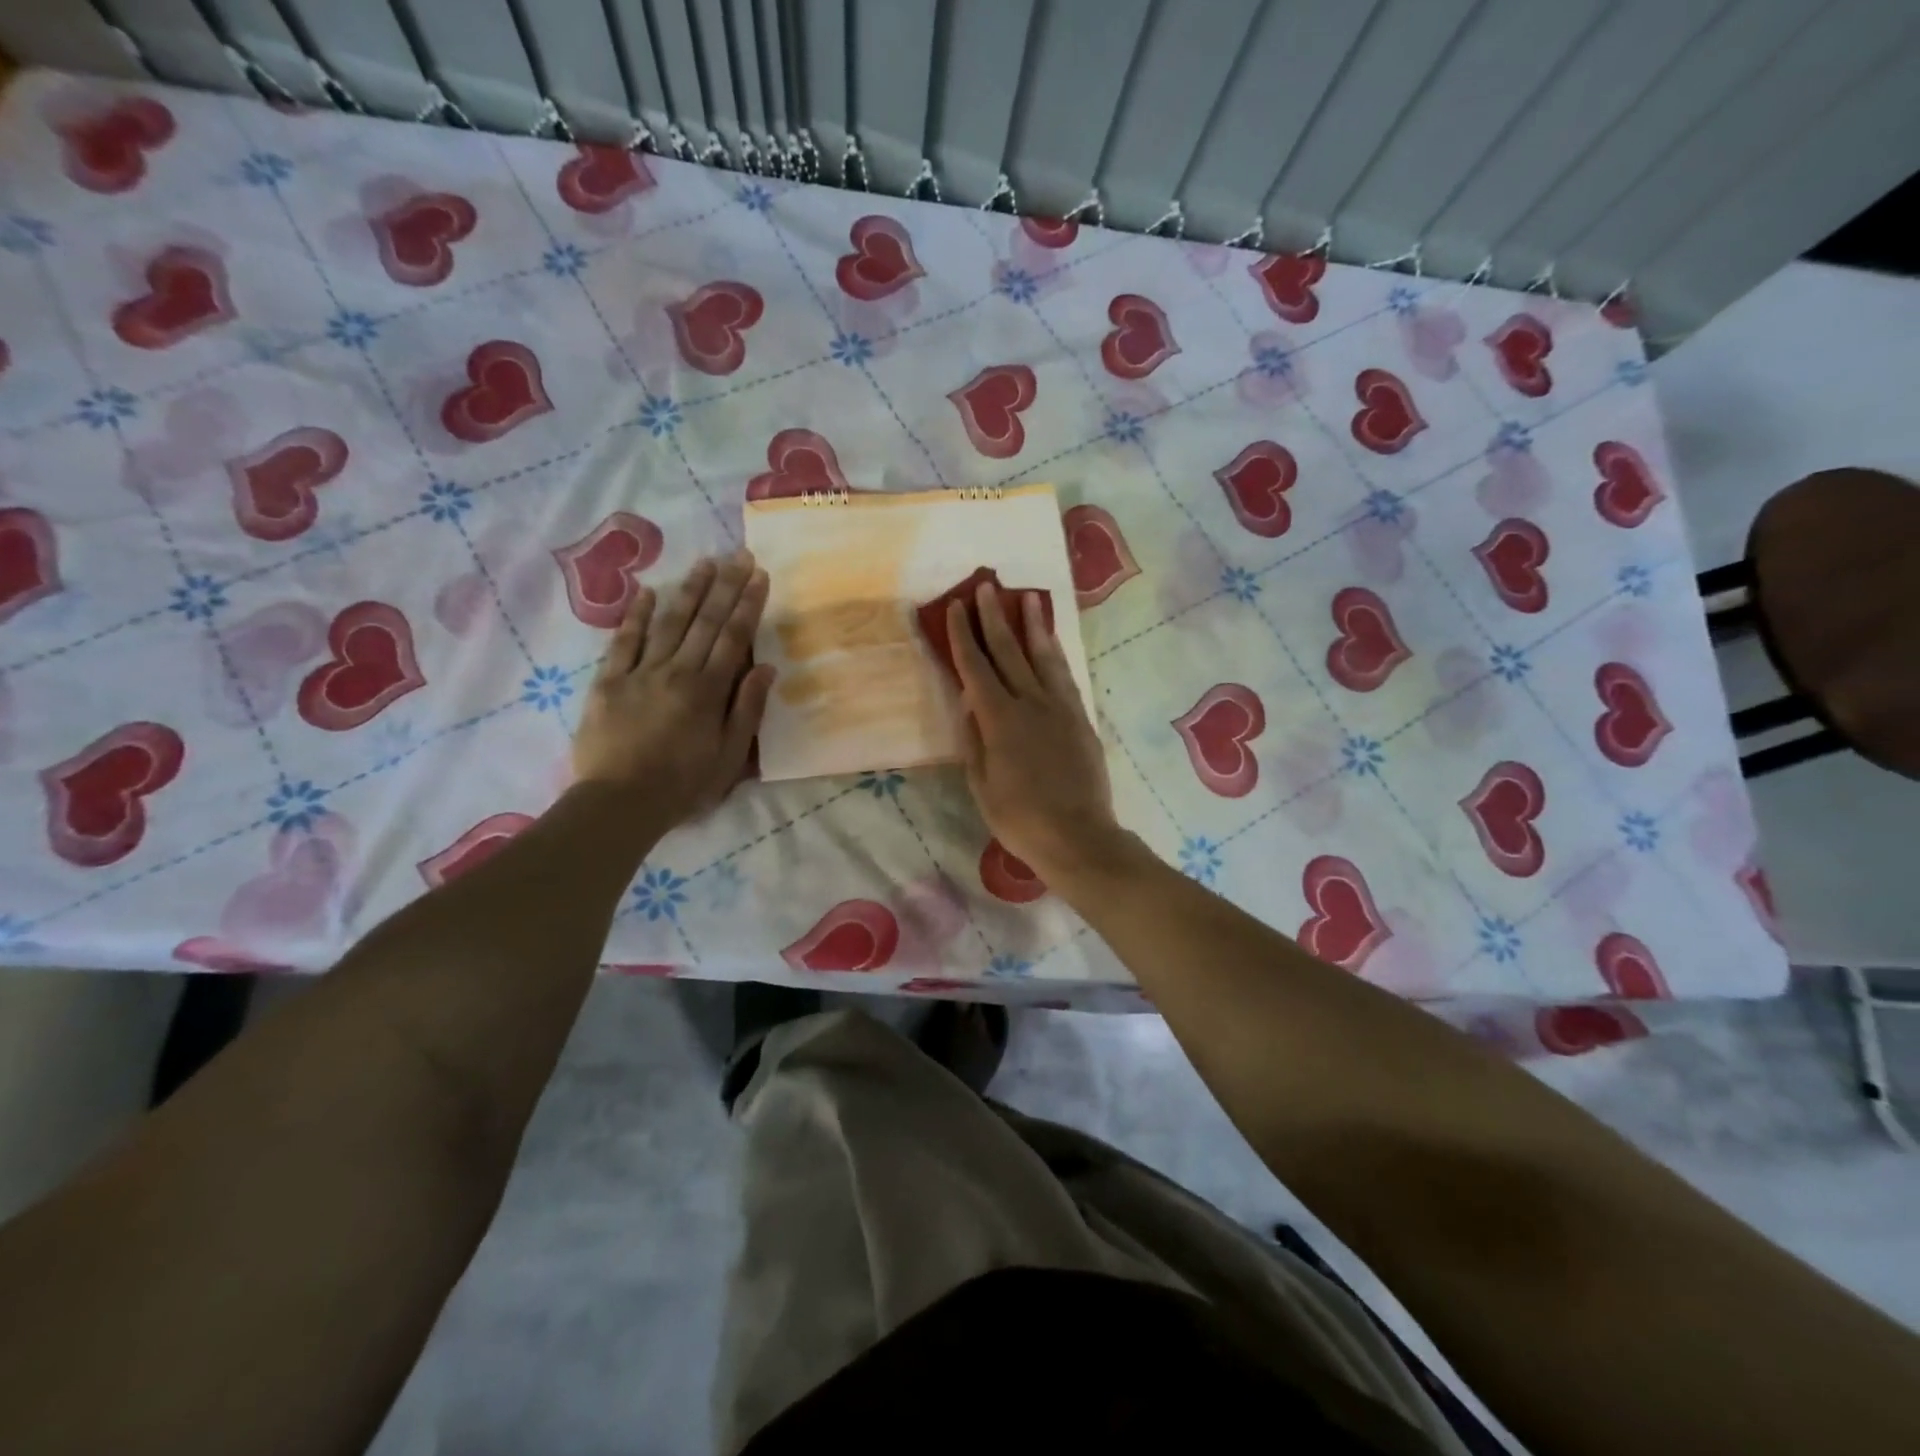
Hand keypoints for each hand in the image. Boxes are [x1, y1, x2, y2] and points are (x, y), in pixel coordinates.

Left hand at [572, 550, 774, 827]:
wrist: (619, 803)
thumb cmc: (683, 785)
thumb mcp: (730, 756)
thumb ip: (747, 709)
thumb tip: (766, 667)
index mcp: (708, 691)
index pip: (734, 638)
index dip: (748, 605)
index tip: (760, 576)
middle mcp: (677, 672)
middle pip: (705, 622)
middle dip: (725, 586)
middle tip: (739, 555)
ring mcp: (640, 673)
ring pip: (669, 623)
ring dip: (688, 591)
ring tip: (704, 563)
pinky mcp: (609, 681)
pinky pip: (624, 641)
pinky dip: (636, 615)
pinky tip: (649, 592)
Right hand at [947, 582, 1121, 883]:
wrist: (1078, 836)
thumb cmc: (1020, 819)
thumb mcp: (982, 785)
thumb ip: (973, 739)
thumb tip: (967, 700)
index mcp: (999, 720)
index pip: (976, 667)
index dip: (964, 635)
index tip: (956, 606)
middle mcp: (1030, 703)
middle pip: (1009, 652)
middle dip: (994, 617)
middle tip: (986, 586)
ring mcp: (1060, 708)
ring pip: (1043, 657)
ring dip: (1032, 625)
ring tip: (1027, 597)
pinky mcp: (1081, 719)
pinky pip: (1064, 676)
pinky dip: (1055, 654)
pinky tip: (1051, 643)